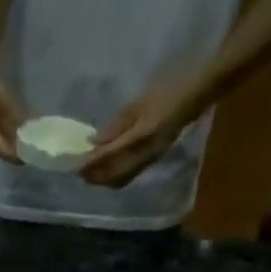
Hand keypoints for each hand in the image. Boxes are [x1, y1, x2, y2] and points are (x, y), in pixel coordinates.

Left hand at [80, 84, 197, 188]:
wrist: (195, 95)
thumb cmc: (166, 91)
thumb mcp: (137, 104)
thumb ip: (116, 126)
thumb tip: (94, 143)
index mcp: (142, 135)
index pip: (110, 155)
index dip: (91, 163)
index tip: (75, 166)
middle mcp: (147, 152)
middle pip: (115, 174)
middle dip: (95, 176)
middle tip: (78, 173)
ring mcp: (152, 159)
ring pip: (122, 178)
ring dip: (104, 179)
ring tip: (89, 174)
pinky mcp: (154, 160)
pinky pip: (131, 175)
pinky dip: (115, 176)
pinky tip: (106, 170)